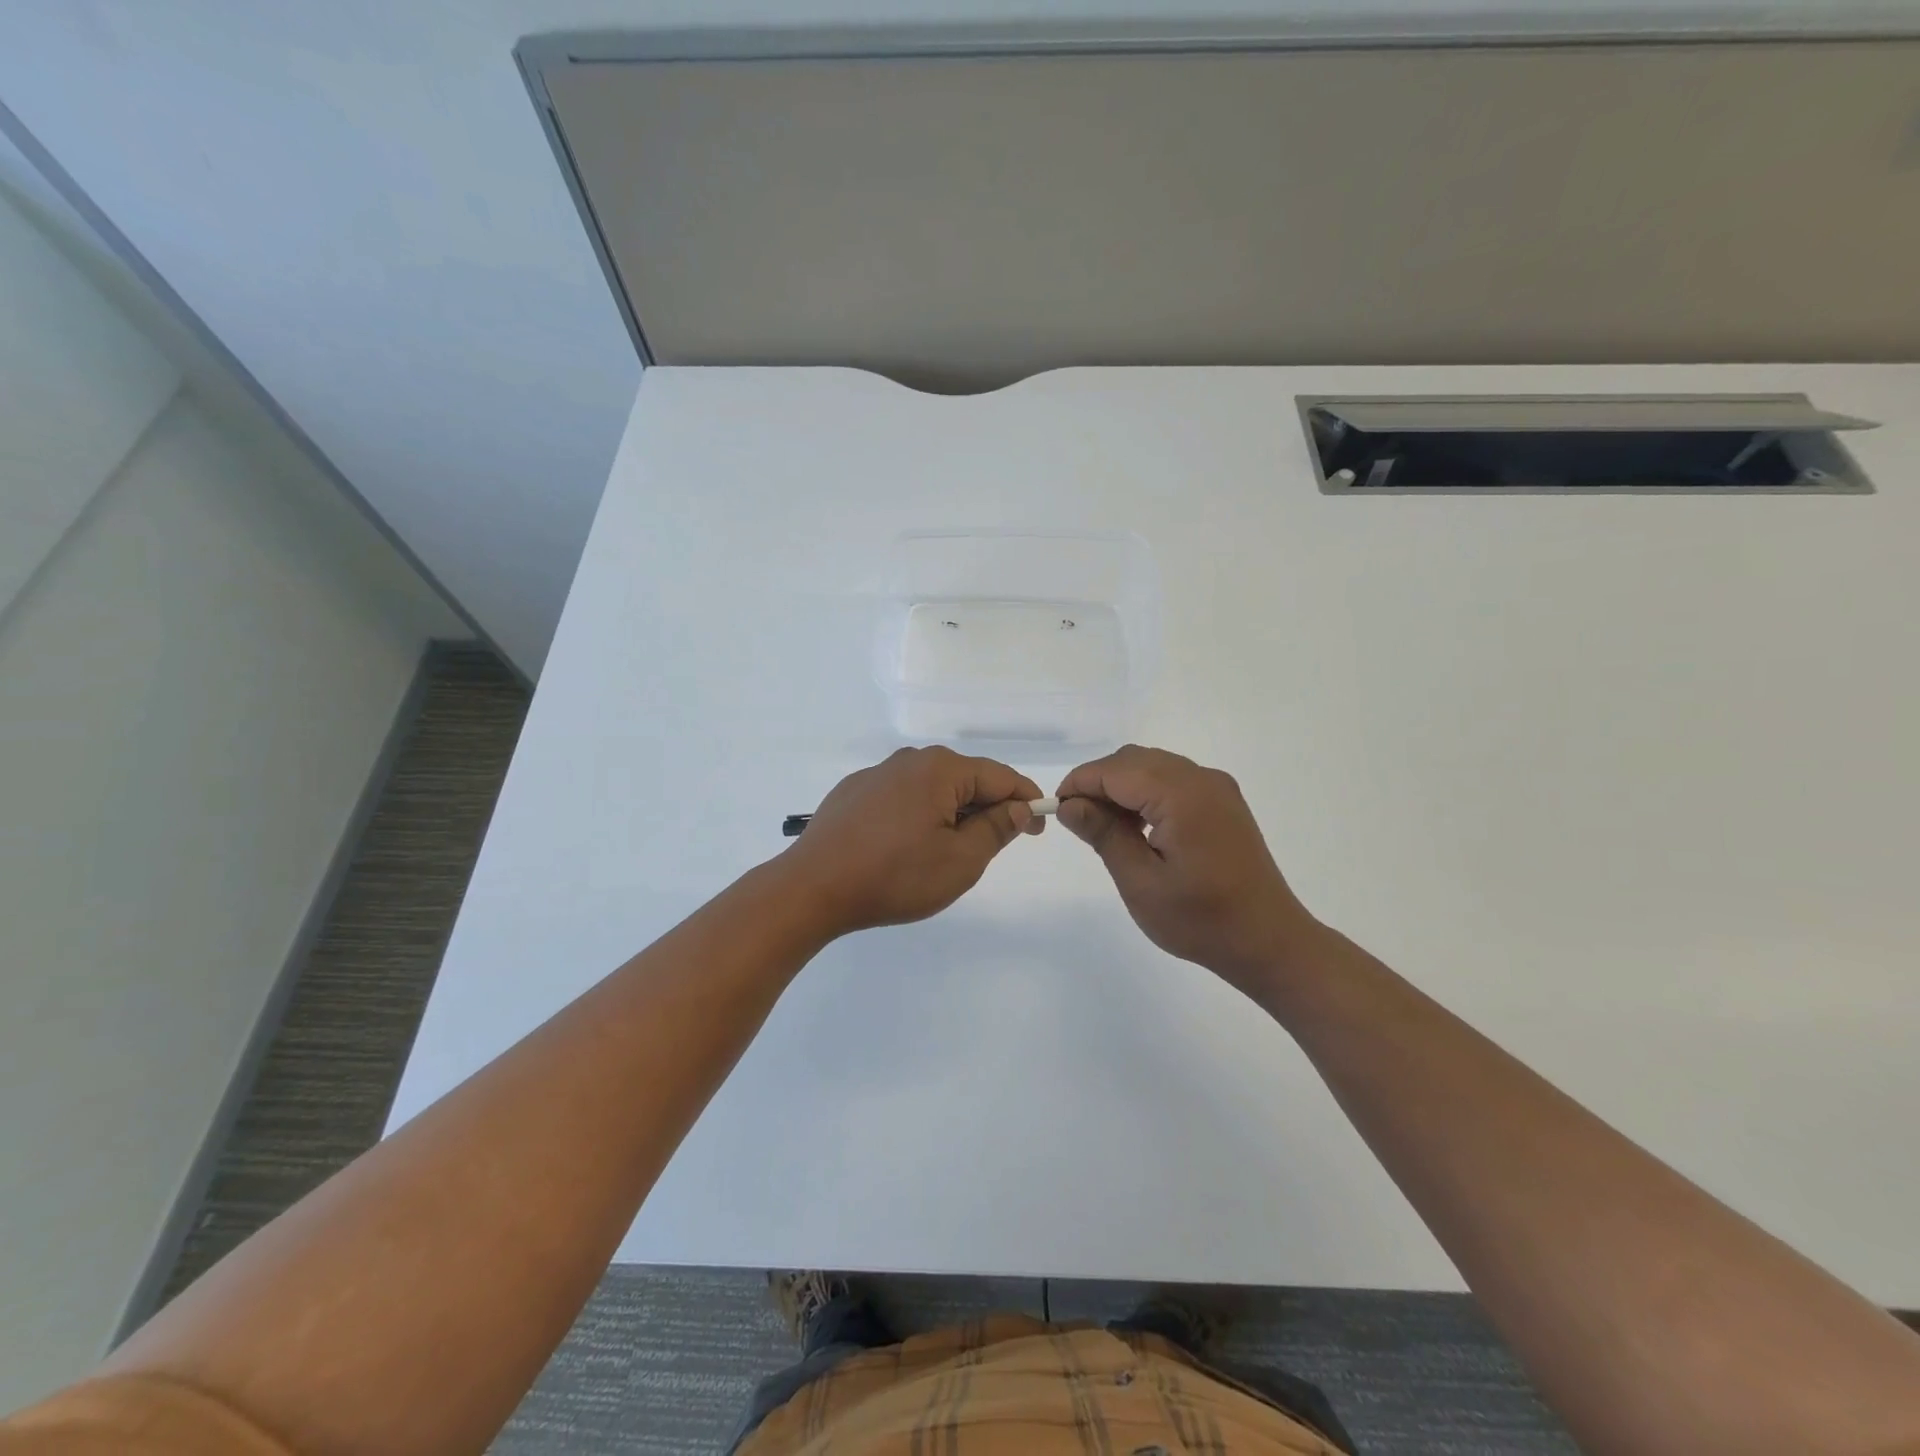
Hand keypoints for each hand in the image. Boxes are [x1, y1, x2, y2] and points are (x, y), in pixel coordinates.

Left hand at [780, 747, 1044, 936]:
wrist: (813, 888)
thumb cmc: (895, 876)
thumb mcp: (960, 860)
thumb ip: (997, 829)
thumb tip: (1020, 807)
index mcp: (941, 769)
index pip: (1000, 777)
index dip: (1026, 801)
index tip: (1038, 829)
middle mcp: (910, 760)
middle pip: (965, 779)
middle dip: (985, 810)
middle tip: (990, 849)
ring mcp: (877, 774)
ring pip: (932, 789)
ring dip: (950, 815)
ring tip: (945, 853)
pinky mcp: (854, 792)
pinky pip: (902, 797)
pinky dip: (917, 816)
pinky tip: (905, 847)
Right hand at [1057, 745, 1317, 993]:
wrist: (1268, 941)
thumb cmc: (1201, 920)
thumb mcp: (1141, 882)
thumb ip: (1104, 834)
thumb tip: (1069, 804)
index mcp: (1182, 795)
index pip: (1115, 770)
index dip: (1080, 784)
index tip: (1056, 810)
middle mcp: (1202, 779)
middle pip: (1133, 760)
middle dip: (1099, 783)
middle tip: (1079, 822)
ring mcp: (1217, 787)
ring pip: (1152, 766)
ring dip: (1122, 787)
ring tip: (1105, 827)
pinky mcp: (1223, 801)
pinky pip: (1173, 779)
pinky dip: (1146, 792)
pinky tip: (1138, 826)